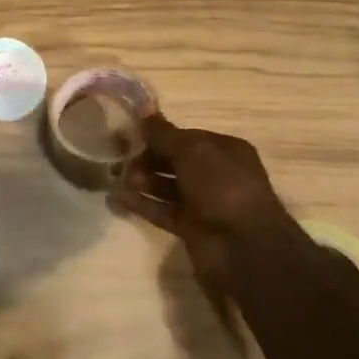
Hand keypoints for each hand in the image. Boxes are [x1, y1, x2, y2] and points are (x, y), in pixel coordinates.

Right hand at [110, 113, 295, 283]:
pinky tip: (116, 198)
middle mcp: (216, 174)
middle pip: (174, 161)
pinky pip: (161, 211)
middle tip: (120, 158)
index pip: (186, 137)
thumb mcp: (192, 151)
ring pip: (167, 187)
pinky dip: (141, 204)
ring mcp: (203, 203)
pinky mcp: (190, 227)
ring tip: (118, 178)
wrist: (242, 246)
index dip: (159, 135)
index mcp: (225, 150)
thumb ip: (164, 134)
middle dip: (148, 158)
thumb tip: (143, 112)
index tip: (130, 134)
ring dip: (142, 180)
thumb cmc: (222, 186)